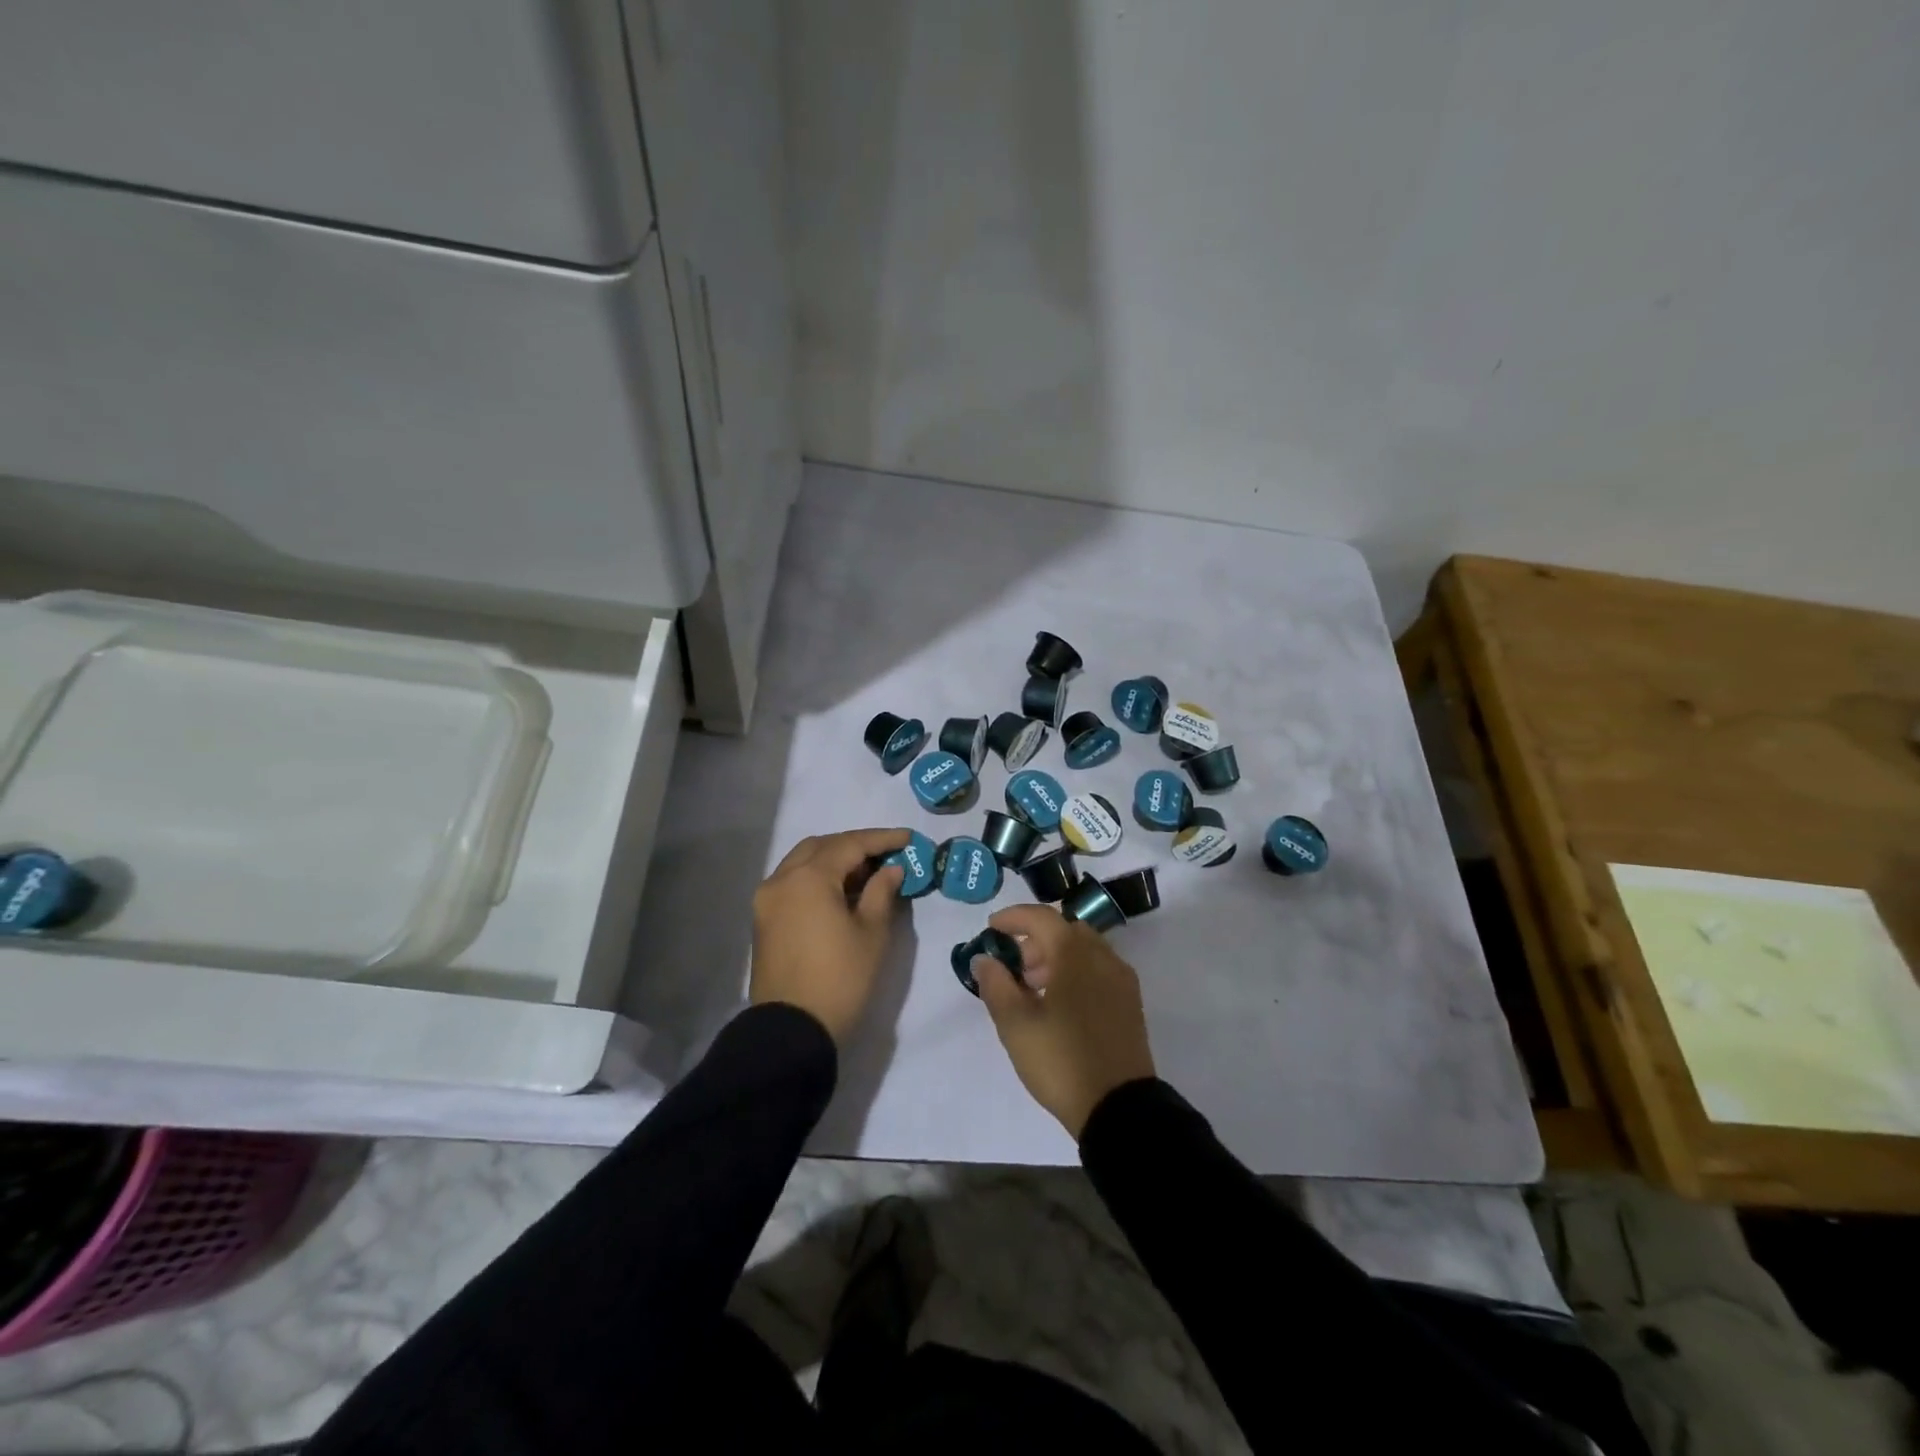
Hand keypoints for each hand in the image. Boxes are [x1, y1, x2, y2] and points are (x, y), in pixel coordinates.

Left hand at [750, 828, 910, 1045]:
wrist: (791, 1031)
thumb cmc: (840, 979)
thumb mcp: (872, 933)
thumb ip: (882, 892)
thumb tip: (890, 869)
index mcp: (809, 877)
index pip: (850, 844)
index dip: (882, 839)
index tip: (908, 838)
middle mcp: (782, 879)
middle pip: (822, 847)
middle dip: (855, 846)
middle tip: (887, 856)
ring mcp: (767, 899)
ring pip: (803, 862)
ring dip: (834, 860)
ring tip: (866, 874)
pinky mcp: (763, 919)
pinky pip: (792, 883)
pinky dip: (816, 878)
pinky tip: (840, 893)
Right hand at [974, 904, 1155, 1138]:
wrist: (1119, 1108)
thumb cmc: (1061, 1060)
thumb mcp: (1015, 1024)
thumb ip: (995, 984)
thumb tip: (985, 959)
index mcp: (1075, 953)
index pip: (1042, 917)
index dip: (1013, 918)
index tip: (991, 928)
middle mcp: (1103, 956)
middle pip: (1065, 930)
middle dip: (1034, 940)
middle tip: (1012, 967)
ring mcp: (1121, 980)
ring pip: (1084, 949)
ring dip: (1055, 956)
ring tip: (1031, 989)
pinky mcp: (1130, 1003)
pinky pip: (1098, 969)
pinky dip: (1075, 972)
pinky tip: (1059, 1003)